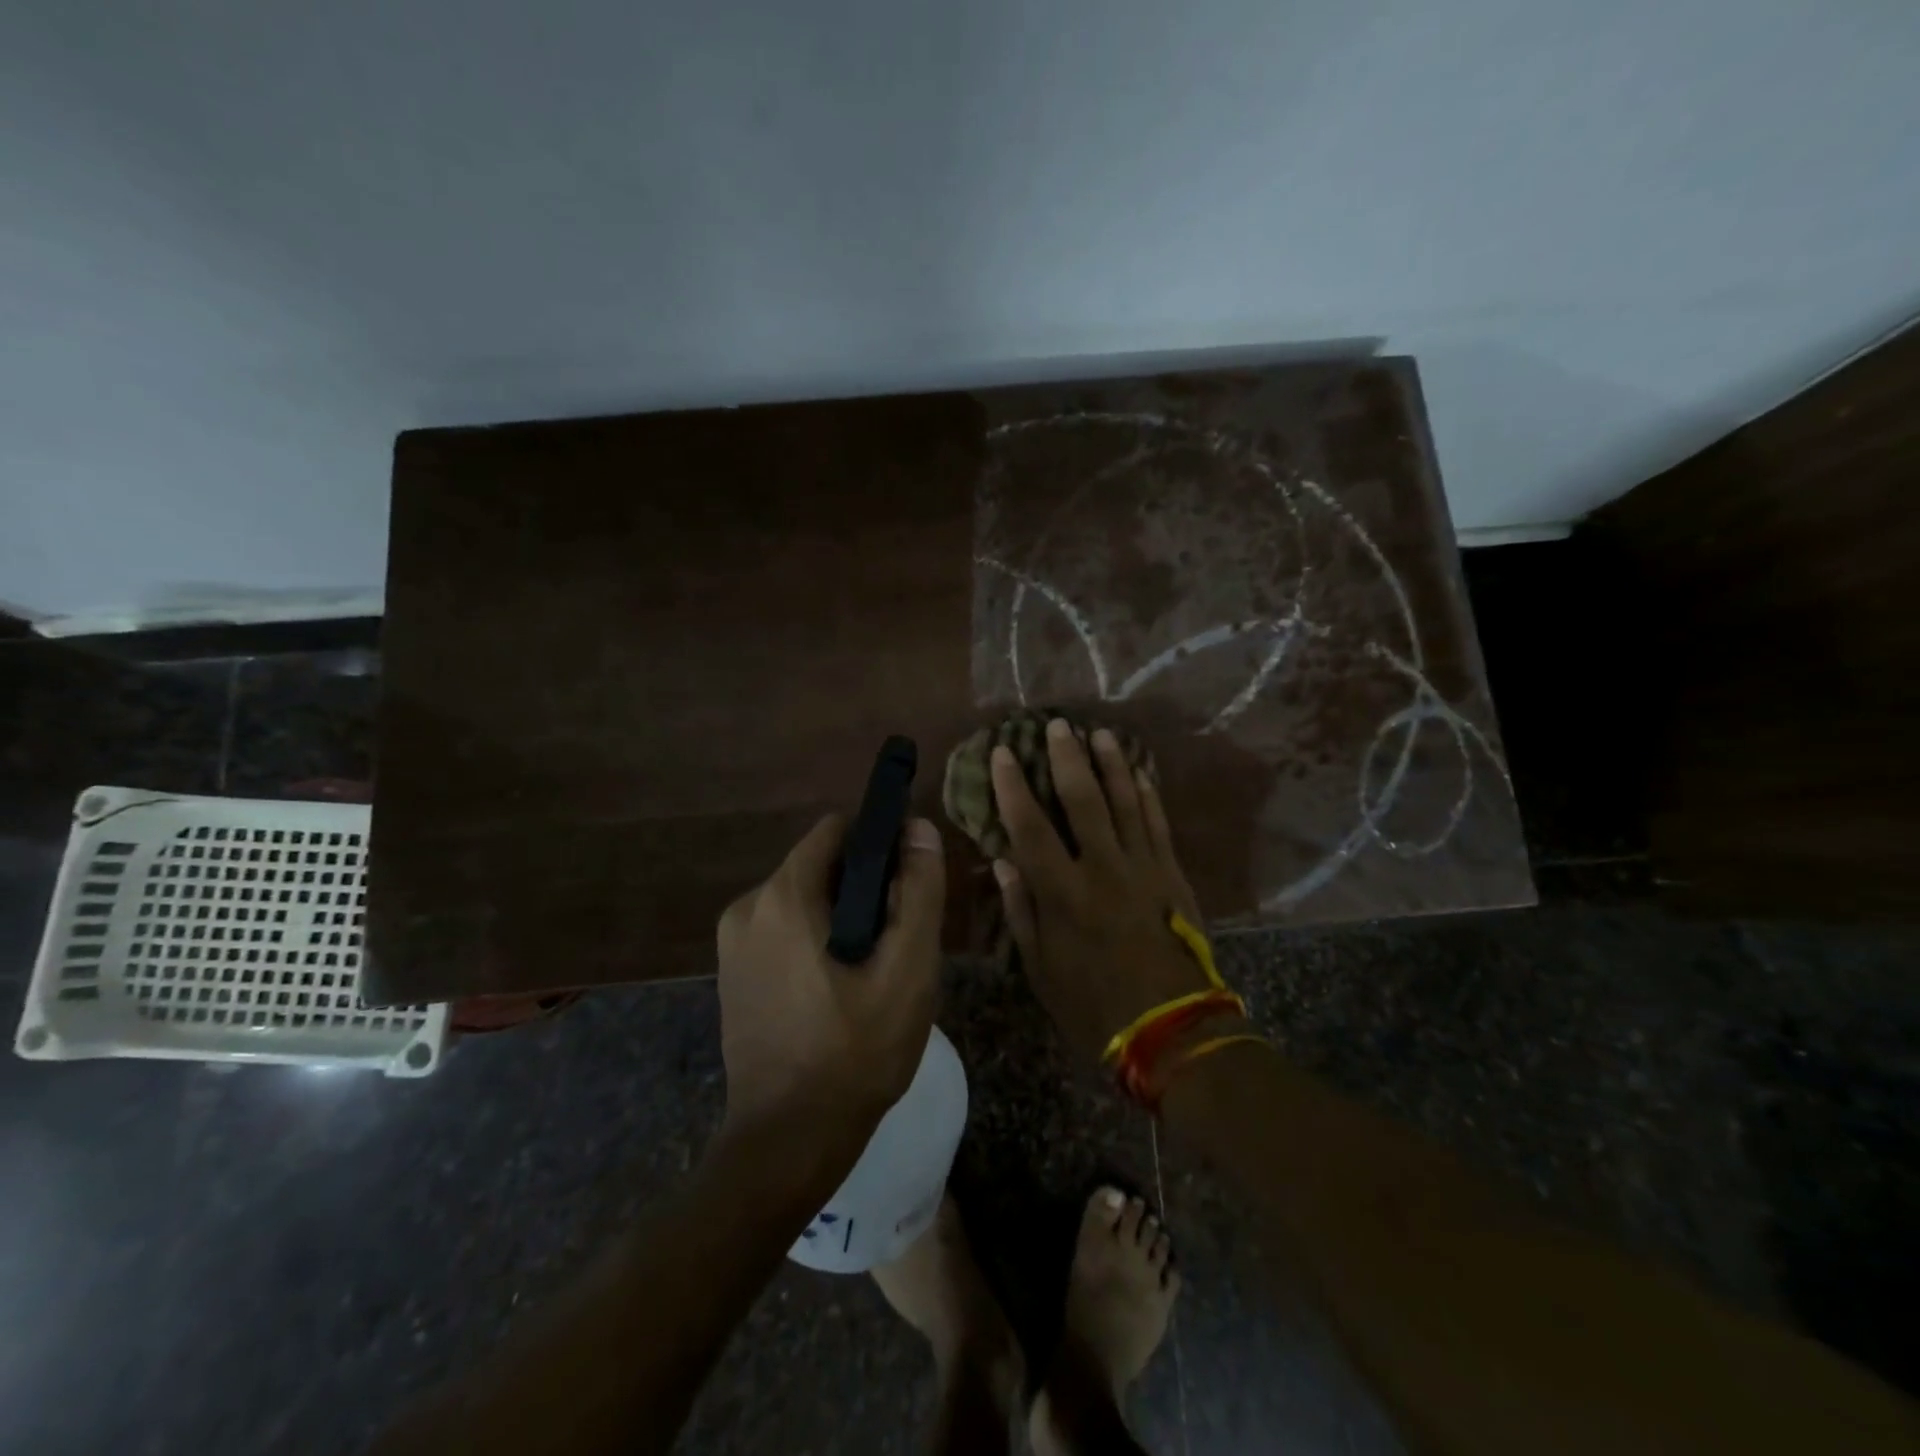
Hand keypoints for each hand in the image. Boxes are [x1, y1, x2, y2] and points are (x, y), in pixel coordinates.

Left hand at [715, 814, 945, 1153]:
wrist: (787, 1143)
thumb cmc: (856, 1052)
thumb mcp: (908, 969)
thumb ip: (919, 891)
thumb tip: (918, 828)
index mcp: (783, 896)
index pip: (837, 830)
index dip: (879, 846)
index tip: (906, 886)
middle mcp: (747, 906)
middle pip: (820, 866)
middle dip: (862, 889)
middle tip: (894, 943)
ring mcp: (731, 943)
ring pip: (803, 900)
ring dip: (840, 919)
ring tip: (870, 972)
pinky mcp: (731, 974)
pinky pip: (782, 931)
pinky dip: (814, 942)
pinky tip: (837, 990)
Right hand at [991, 719, 1218, 1065]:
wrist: (1171, 1029)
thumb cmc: (1093, 1005)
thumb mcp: (1040, 969)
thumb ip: (1021, 911)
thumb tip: (1003, 862)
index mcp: (1062, 893)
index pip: (1029, 826)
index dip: (1013, 786)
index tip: (1003, 752)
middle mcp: (1102, 868)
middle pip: (1082, 800)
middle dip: (1066, 758)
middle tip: (1057, 725)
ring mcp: (1143, 867)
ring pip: (1125, 802)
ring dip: (1111, 764)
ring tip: (1100, 734)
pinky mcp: (1173, 875)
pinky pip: (1159, 824)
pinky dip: (1149, 795)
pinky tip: (1141, 772)